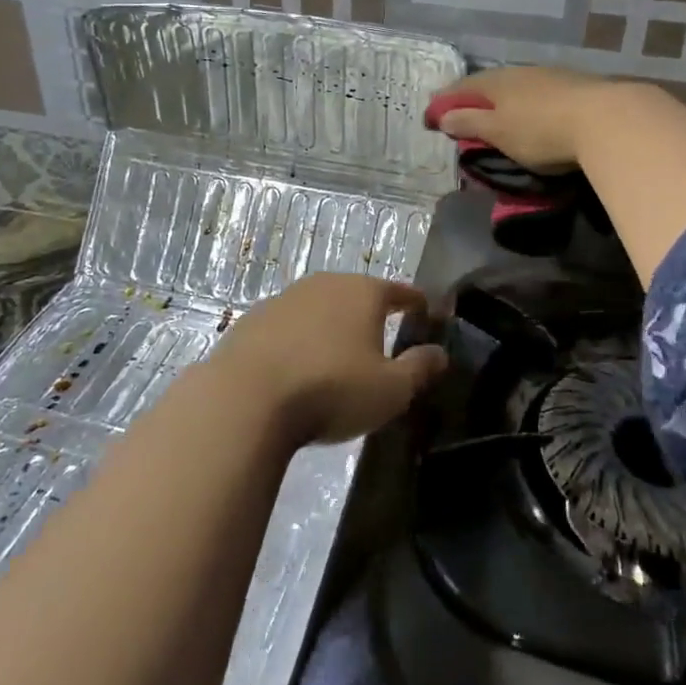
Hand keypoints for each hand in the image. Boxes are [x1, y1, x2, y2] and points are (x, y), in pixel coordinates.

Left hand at [206, 275, 447, 444]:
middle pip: (356, 294)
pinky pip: (287, 327)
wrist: (245, 399)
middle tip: (382, 336)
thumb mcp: (391, 390)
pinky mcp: (251, 321)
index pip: (399, 291)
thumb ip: (419, 369)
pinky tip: (297, 365)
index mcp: (362, 293)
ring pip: (318, 307)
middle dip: (370, 312)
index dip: (415, 302)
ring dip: (330, 325)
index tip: (425, 311)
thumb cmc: (331, 390)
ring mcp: (283, 299)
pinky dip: (298, 340)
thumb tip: (440, 353)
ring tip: (337, 353)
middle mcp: (323, 285)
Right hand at [431, 66, 626, 171]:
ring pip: (518, 87)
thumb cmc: (541, 130)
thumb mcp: (498, 132)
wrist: (607, 121)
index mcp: (497, 82)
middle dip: (475, 98)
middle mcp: (521, 72)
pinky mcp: (576, 88)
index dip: (446, 100)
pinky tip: (533, 114)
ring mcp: (551, 77)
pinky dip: (528, 105)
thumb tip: (442, 115)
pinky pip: (540, 94)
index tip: (433, 115)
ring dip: (504, 101)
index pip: (463, 87)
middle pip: (490, 83)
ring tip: (498, 116)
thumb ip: (470, 123)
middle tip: (463, 114)